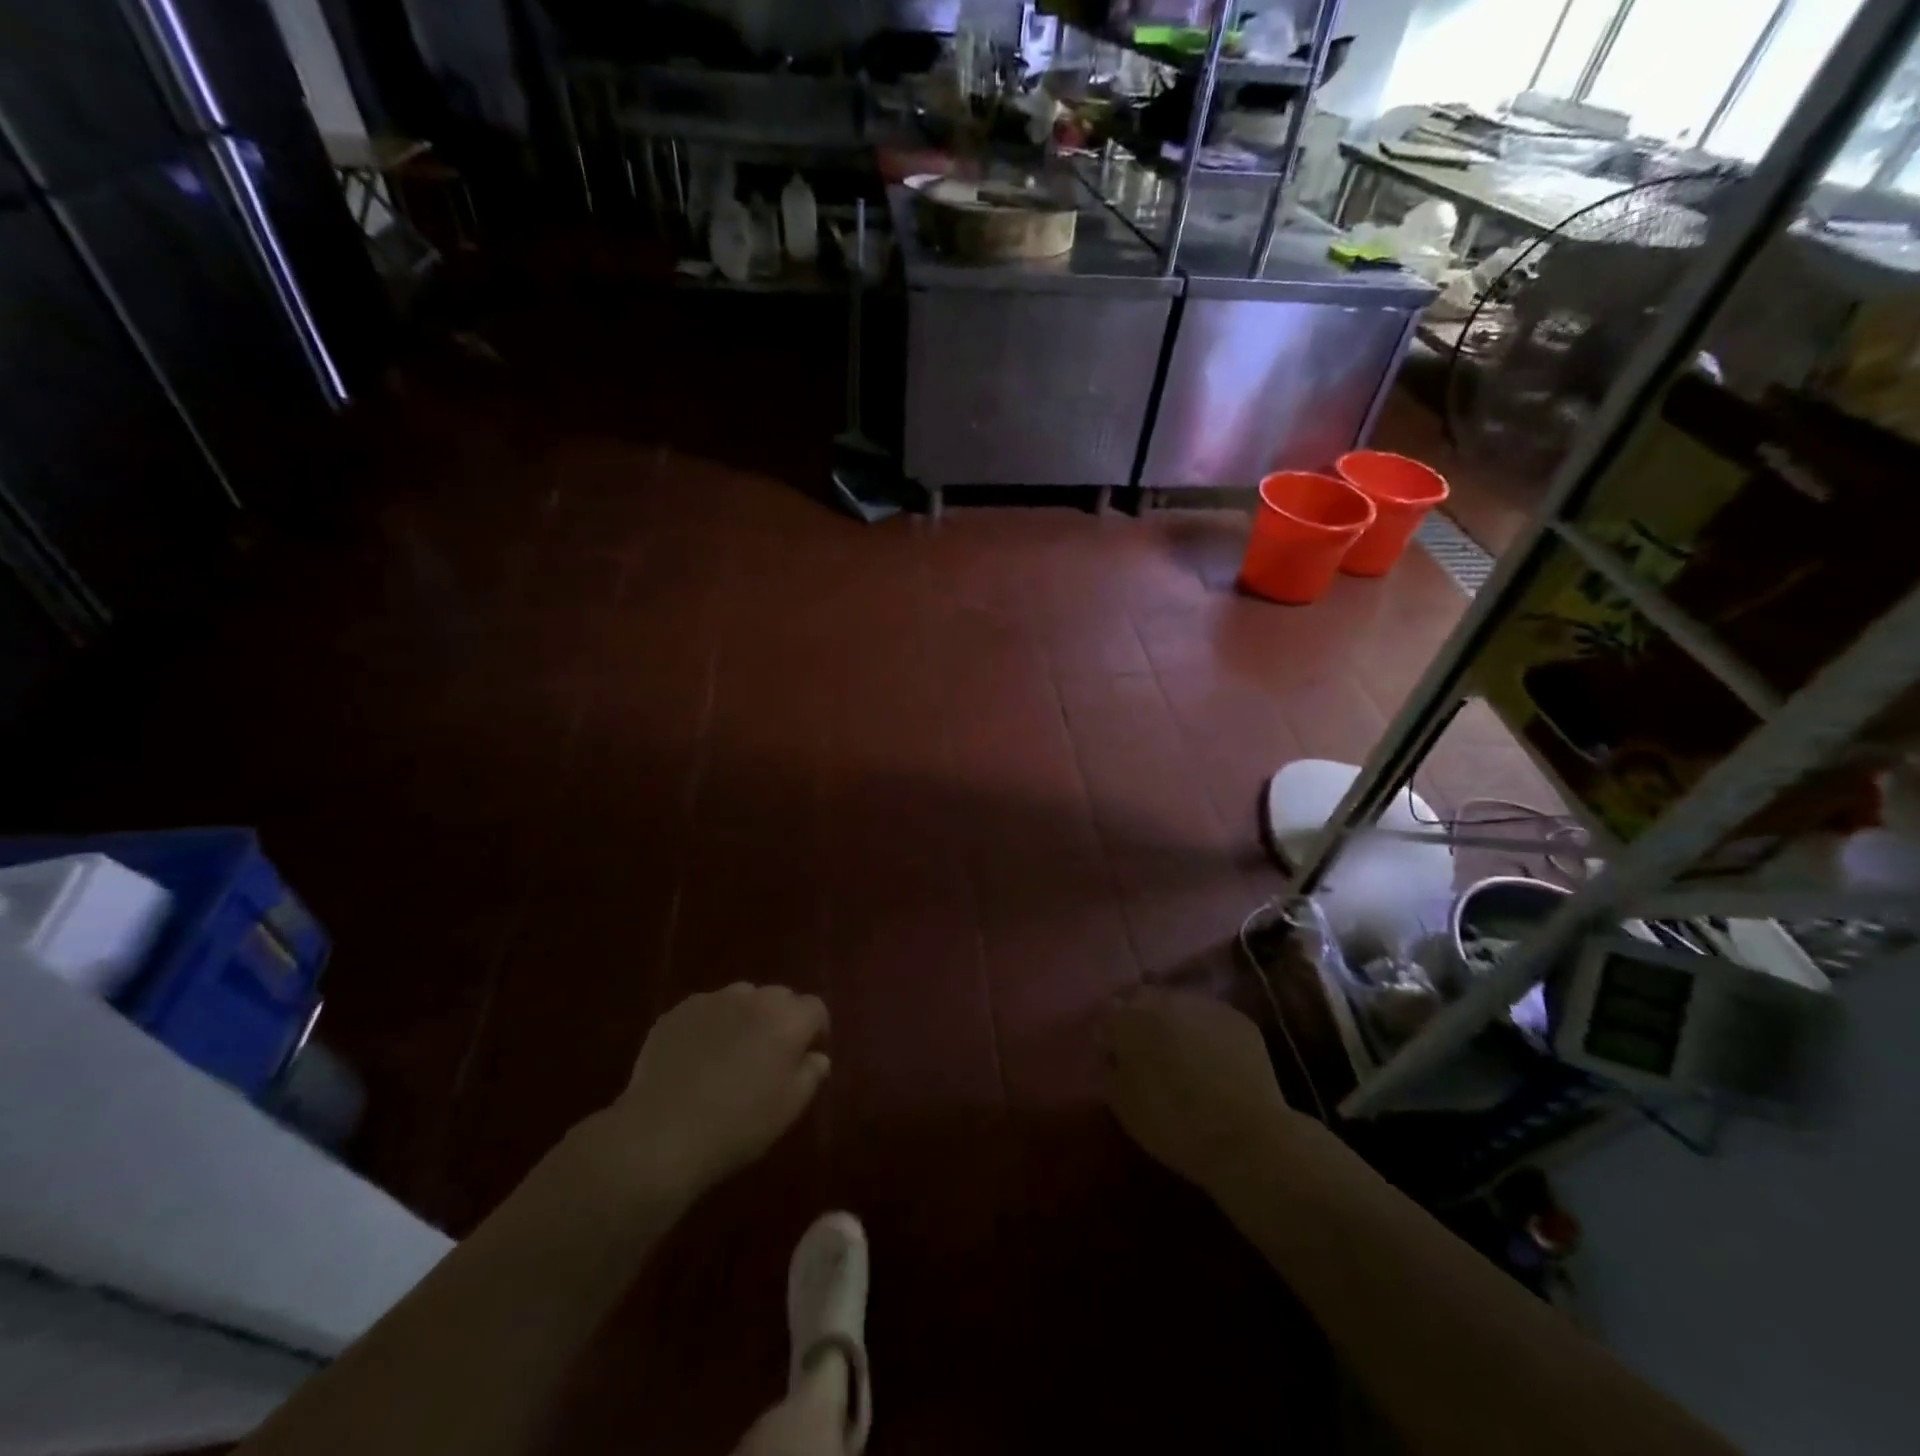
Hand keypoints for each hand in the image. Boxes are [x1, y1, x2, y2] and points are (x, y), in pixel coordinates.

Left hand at [584, 984, 830, 1202]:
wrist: (661, 1135)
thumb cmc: (737, 1126)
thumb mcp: (789, 1108)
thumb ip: (811, 1074)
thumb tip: (817, 1056)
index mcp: (787, 1019)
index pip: (815, 1009)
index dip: (815, 1031)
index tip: (807, 1057)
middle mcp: (753, 998)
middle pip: (779, 998)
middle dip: (781, 1020)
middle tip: (769, 1056)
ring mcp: (712, 1000)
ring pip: (741, 999)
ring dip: (745, 1018)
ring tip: (731, 1053)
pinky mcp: (677, 1012)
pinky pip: (705, 1010)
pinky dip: (710, 1026)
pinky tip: (697, 1058)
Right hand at [1102, 989, 1292, 1195]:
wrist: (1244, 1138)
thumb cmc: (1172, 1125)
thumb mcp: (1122, 1104)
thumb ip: (1111, 1066)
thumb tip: (1114, 1051)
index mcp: (1128, 1018)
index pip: (1109, 1011)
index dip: (1111, 1032)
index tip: (1114, 1051)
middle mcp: (1164, 1000)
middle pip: (1144, 998)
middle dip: (1141, 1018)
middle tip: (1147, 1049)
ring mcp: (1204, 1004)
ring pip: (1180, 1004)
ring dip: (1175, 1020)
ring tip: (1182, 1052)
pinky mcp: (1238, 1018)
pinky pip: (1211, 1018)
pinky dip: (1207, 1031)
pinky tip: (1213, 1058)